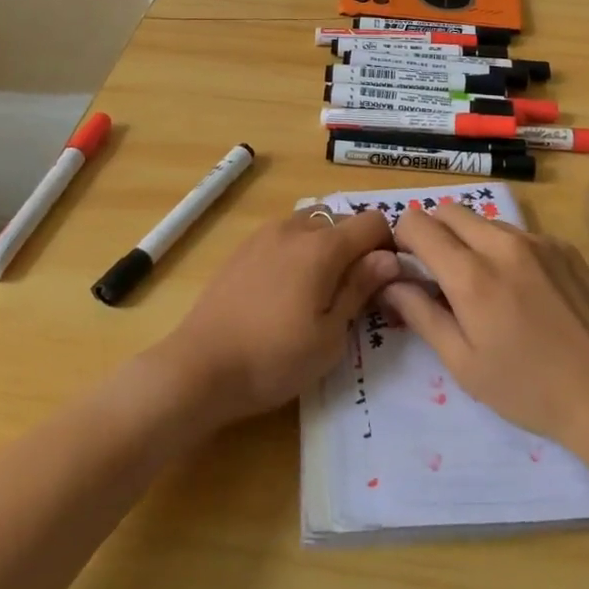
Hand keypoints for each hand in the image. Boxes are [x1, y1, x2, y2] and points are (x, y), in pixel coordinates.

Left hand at [154, 208, 399, 425]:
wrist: (199, 367)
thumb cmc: (273, 359)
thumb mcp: (330, 336)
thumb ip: (360, 288)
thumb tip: (389, 258)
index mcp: (322, 246)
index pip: (372, 222)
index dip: (387, 247)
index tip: (384, 281)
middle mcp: (295, 228)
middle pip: (342, 221)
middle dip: (357, 249)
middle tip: (352, 293)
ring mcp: (265, 234)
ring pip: (312, 225)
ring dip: (326, 248)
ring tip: (318, 292)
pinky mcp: (243, 248)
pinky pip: (285, 237)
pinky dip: (298, 252)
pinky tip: (286, 292)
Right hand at [382, 203, 588, 450]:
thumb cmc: (529, 390)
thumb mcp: (464, 365)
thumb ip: (421, 315)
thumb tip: (390, 282)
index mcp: (471, 275)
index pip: (418, 222)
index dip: (403, 238)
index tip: (407, 264)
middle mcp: (502, 244)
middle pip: (450, 210)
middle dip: (434, 232)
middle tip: (440, 273)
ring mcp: (538, 241)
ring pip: (486, 221)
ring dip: (471, 241)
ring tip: (485, 285)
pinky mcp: (565, 247)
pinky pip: (521, 233)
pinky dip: (507, 250)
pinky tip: (524, 290)